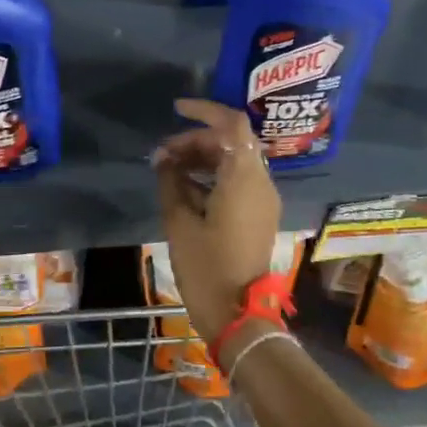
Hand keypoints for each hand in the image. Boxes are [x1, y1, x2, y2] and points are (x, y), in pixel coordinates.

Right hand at [152, 99, 281, 345]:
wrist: (238, 315)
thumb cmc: (207, 268)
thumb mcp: (179, 223)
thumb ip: (171, 183)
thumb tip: (164, 160)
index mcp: (244, 179)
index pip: (232, 125)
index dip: (205, 111)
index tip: (176, 110)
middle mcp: (261, 183)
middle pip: (232, 142)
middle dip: (196, 141)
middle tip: (162, 156)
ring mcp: (264, 201)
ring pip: (235, 162)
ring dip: (203, 158)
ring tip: (168, 171)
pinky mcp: (260, 216)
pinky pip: (239, 182)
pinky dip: (214, 177)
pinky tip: (185, 190)